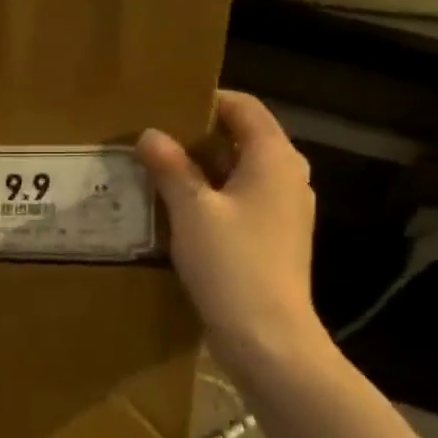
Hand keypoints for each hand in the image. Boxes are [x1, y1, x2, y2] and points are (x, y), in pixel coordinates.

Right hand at [137, 92, 328, 378]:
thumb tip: (149, 134)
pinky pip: (241, 202)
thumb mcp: (192, 210)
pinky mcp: (275, 238)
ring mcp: (284, 210)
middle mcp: (288, 177)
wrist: (267, 336)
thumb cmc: (232, 264)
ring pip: (239, 173)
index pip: (244, 108)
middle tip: (152, 140)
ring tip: (157, 173)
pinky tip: (177, 212)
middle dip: (197, 137)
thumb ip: (170, 168)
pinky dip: (212, 198)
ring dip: (201, 170)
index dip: (206, 101)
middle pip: (242, 139)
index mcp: (274, 159)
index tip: (165, 106)